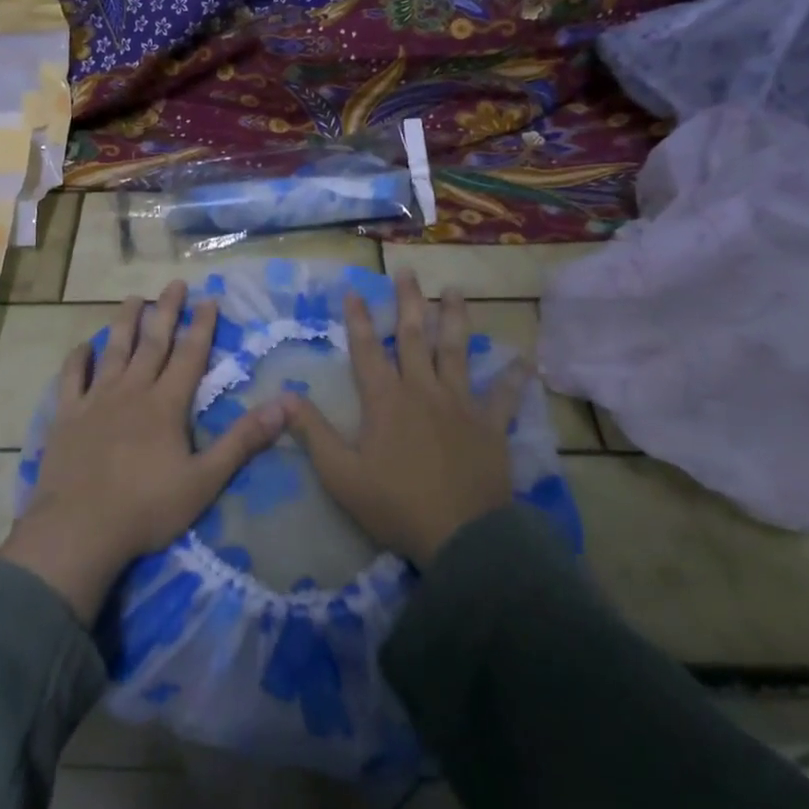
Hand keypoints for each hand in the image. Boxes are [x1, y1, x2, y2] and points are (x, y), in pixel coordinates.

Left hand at [0, 280, 284, 622]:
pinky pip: (71, 378)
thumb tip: (285, 405)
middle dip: (166, 311)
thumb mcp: (205, 480)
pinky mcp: (66, 417)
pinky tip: (84, 346)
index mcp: (166, 405)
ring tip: (133, 297)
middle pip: (152, 343)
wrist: (79, 530)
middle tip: (175, 284)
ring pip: (113, 351)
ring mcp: (95, 401)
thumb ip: (243, 441)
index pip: (190, 355)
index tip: (209, 298)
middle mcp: (131, 391)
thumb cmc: (147, 508)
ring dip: (124, 322)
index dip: (201, 326)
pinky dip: (78, 359)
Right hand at [281, 272, 523, 567]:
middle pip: (414, 336)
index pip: (367, 349)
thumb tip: (284, 396)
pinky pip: (504, 396)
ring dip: (455, 318)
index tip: (354, 290)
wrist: (461, 537)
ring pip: (457, 351)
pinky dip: (514, 378)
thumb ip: (312, 432)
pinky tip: (524, 360)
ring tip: (455, 290)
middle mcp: (423, 390)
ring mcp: (460, 405)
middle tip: (407, 271)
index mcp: (385, 400)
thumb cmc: (395, 505)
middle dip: (408, 301)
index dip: (359, 319)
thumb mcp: (340, 474)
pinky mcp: (490, 426)